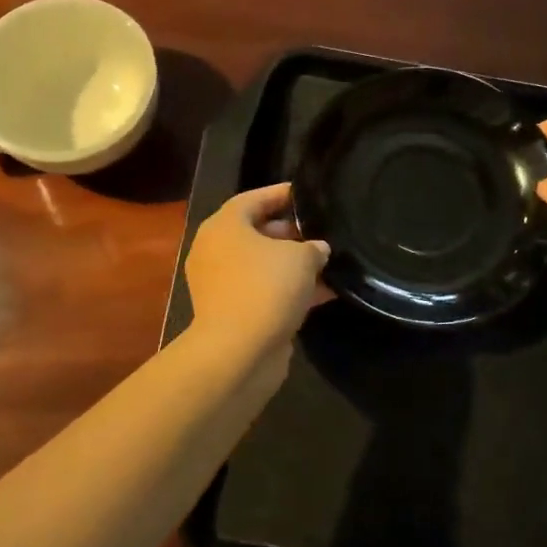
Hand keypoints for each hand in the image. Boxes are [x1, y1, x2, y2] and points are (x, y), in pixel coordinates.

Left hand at [185, 183, 331, 363]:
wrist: (238, 352)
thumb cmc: (265, 288)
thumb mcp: (301, 258)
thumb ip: (314, 247)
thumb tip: (319, 249)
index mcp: (224, 226)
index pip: (254, 198)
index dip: (282, 194)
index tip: (306, 194)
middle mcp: (216, 251)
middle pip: (257, 232)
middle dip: (292, 233)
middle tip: (324, 231)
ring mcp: (221, 284)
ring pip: (263, 265)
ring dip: (294, 266)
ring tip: (331, 263)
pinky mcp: (233, 312)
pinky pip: (264, 291)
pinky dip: (290, 291)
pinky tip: (325, 293)